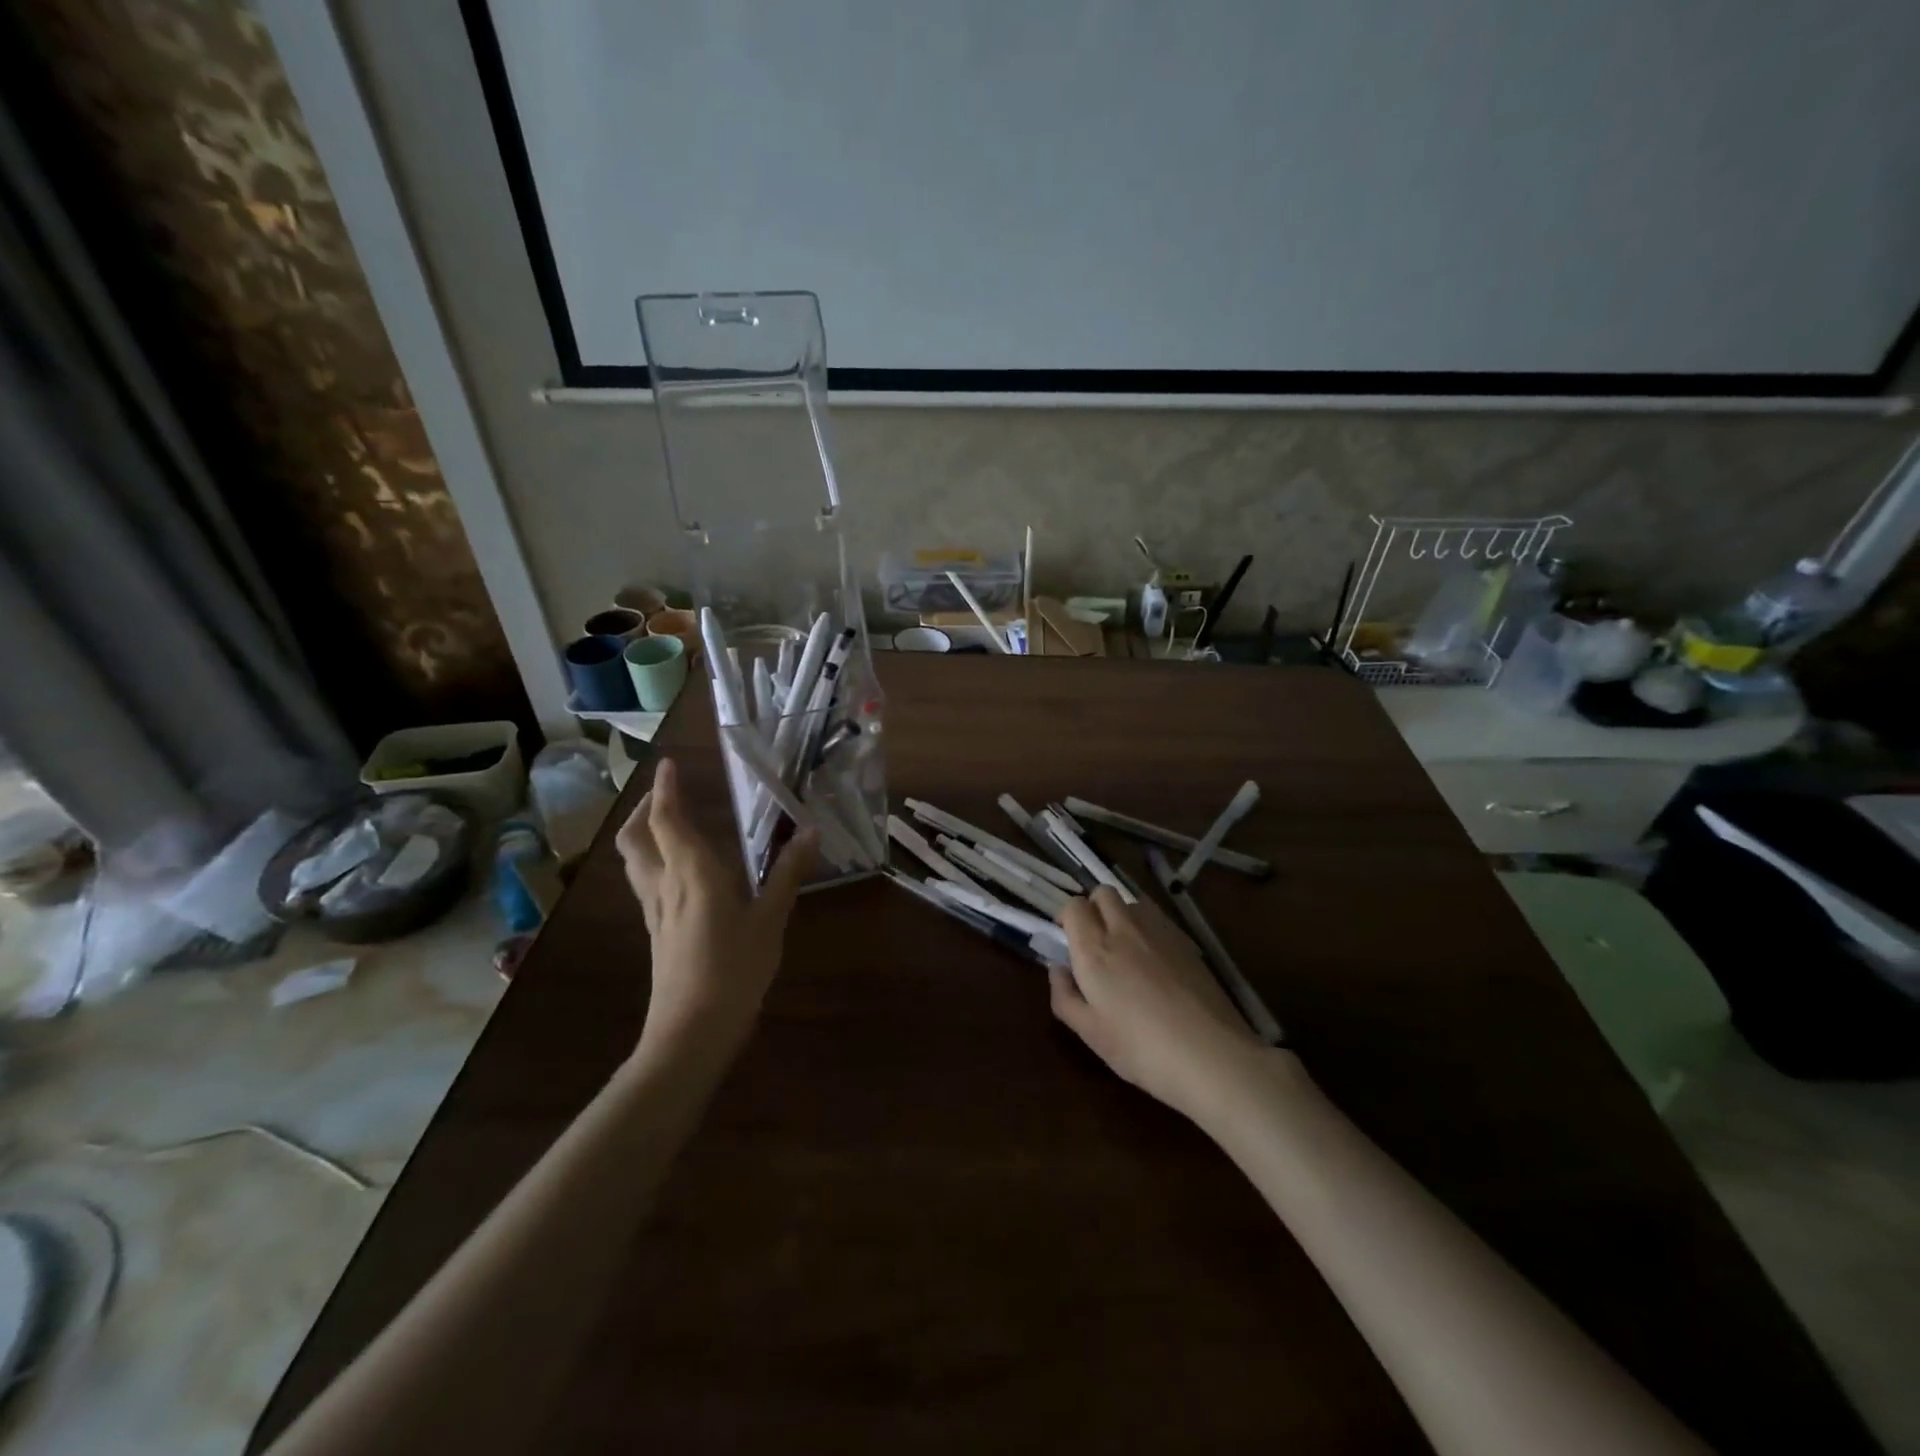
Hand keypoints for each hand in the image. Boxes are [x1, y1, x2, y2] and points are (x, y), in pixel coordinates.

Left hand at [616, 757, 815, 1061]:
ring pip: (634, 860)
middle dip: (644, 809)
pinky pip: (646, 882)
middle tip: (666, 795)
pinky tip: (682, 873)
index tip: (668, 764)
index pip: (667, 819)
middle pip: (635, 837)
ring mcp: (654, 910)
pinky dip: (654, 861)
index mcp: (691, 872)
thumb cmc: (734, 969)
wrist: (691, 1031)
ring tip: (669, 825)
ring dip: (644, 834)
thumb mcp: (770, 919)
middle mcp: (664, 884)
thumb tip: (811, 830)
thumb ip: (788, 873)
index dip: (664, 789)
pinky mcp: (656, 932)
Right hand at [1049, 886, 1265, 1120]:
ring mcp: (1159, 932)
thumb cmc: (1141, 1049)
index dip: (1066, 916)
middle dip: (1093, 907)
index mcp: (1094, 950)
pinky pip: (1158, 919)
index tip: (1067, 939)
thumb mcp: (1090, 1033)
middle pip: (1103, 892)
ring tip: (1126, 948)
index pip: (1073, 906)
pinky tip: (1156, 961)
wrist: (1211, 1055)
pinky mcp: (1186, 942)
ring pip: (1133, 902)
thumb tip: (1058, 968)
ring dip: (1122, 914)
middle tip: (1094, 940)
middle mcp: (1124, 930)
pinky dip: (1148, 928)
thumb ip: (1065, 996)